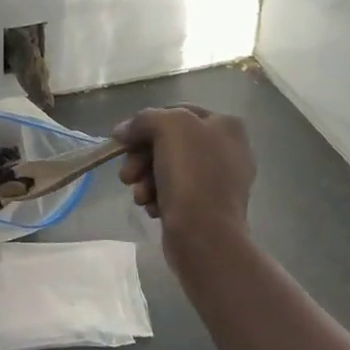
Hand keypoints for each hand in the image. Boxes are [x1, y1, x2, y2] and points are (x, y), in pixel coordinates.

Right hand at [114, 106, 254, 268]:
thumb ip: (143, 120)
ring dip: (145, 179)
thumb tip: (123, 131)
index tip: (125, 140)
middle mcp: (226, 150)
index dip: (147, 123)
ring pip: (168, 168)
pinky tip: (151, 207)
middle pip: (169, 142)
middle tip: (127, 174)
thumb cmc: (191, 174)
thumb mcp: (166, 127)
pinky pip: (174, 192)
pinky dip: (157, 197)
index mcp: (226, 125)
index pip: (176, 112)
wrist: (205, 237)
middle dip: (142, 157)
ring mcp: (218, 181)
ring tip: (138, 195)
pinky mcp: (207, 208)